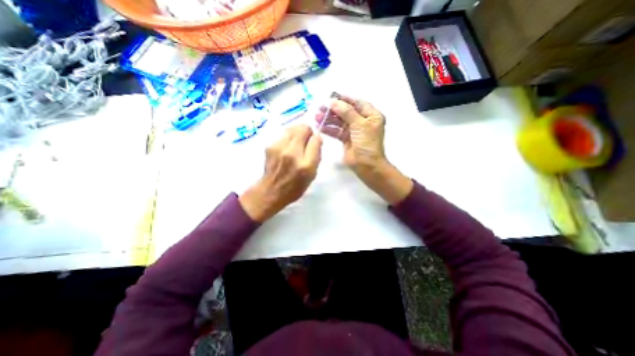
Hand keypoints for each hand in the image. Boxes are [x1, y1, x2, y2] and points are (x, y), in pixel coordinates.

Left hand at [238, 124, 322, 220]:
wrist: (271, 191)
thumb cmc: (295, 186)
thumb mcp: (312, 175)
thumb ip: (316, 156)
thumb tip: (317, 139)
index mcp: (306, 164)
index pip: (316, 139)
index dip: (317, 139)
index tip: (315, 142)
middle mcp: (292, 153)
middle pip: (303, 129)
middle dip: (308, 131)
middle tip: (306, 140)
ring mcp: (279, 148)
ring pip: (293, 128)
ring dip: (297, 133)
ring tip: (296, 143)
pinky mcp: (270, 146)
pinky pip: (284, 134)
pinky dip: (288, 137)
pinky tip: (287, 147)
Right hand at [316, 96, 411, 204]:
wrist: (366, 165)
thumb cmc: (367, 143)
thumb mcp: (360, 124)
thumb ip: (347, 112)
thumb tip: (334, 102)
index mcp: (371, 116)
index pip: (357, 103)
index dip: (345, 99)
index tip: (332, 96)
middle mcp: (363, 122)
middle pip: (346, 112)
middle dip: (334, 110)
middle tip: (320, 107)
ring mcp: (354, 131)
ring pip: (340, 122)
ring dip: (329, 119)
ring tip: (317, 116)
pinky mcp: (346, 139)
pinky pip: (337, 131)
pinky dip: (329, 129)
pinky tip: (319, 126)